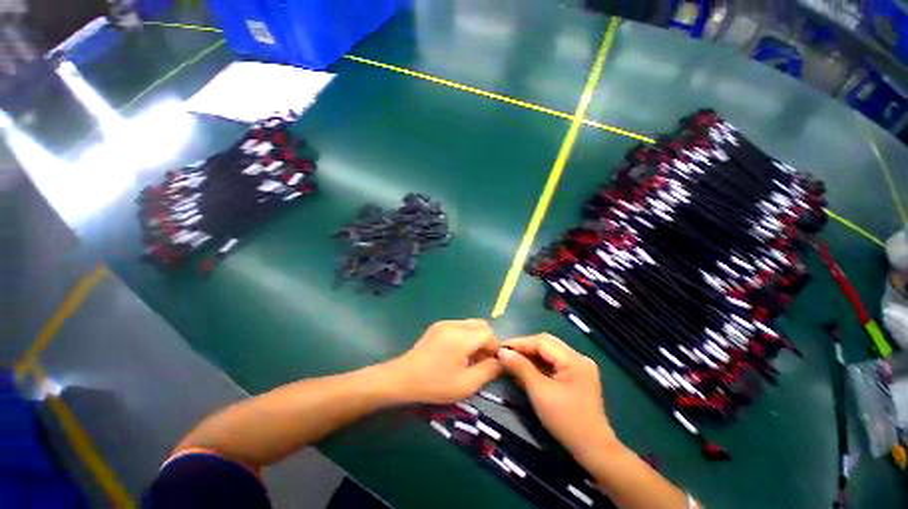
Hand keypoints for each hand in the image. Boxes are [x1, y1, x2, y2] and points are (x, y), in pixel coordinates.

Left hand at [390, 320, 501, 403]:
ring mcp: (444, 323)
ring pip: (470, 324)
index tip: (490, 364)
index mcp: (463, 337)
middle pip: (481, 325)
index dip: (494, 348)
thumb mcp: (466, 384)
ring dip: (476, 338)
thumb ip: (488, 371)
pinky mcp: (437, 326)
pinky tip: (455, 353)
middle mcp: (455, 325)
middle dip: (486, 341)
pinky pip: (459, 326)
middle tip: (481, 360)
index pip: (489, 333)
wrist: (403, 378)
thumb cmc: (435, 384)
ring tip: (468, 358)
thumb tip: (500, 361)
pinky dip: (465, 336)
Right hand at [498, 334, 615, 455]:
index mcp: (574, 359)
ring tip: (511, 361)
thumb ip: (521, 368)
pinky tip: (524, 370)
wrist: (593, 450)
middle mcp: (578, 358)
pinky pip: (553, 364)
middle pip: (545, 344)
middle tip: (504, 354)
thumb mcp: (540, 392)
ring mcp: (578, 367)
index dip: (519, 343)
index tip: (500, 348)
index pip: (541, 341)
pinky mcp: (575, 376)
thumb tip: (502, 352)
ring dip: (529, 356)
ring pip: (548, 353)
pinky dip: (538, 366)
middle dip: (524, 348)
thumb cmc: (566, 421)